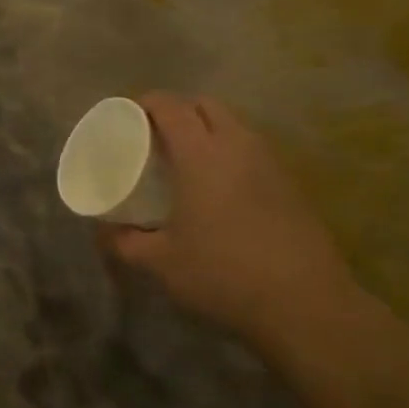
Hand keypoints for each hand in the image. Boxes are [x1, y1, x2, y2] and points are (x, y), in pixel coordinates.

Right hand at [99, 94, 356, 341]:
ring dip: (209, 129)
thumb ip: (125, 243)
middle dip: (179, 110)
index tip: (128, 117)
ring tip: (190, 160)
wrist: (305, 304)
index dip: (145, 103)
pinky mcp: (290, 183)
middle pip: (205, 105)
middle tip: (158, 137)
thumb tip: (103, 232)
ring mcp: (269, 161)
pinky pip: (253, 149)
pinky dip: (232, 151)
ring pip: (234, 124)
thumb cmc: (223, 273)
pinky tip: (223, 187)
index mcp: (200, 152)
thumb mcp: (162, 263)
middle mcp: (236, 144)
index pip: (169, 106)